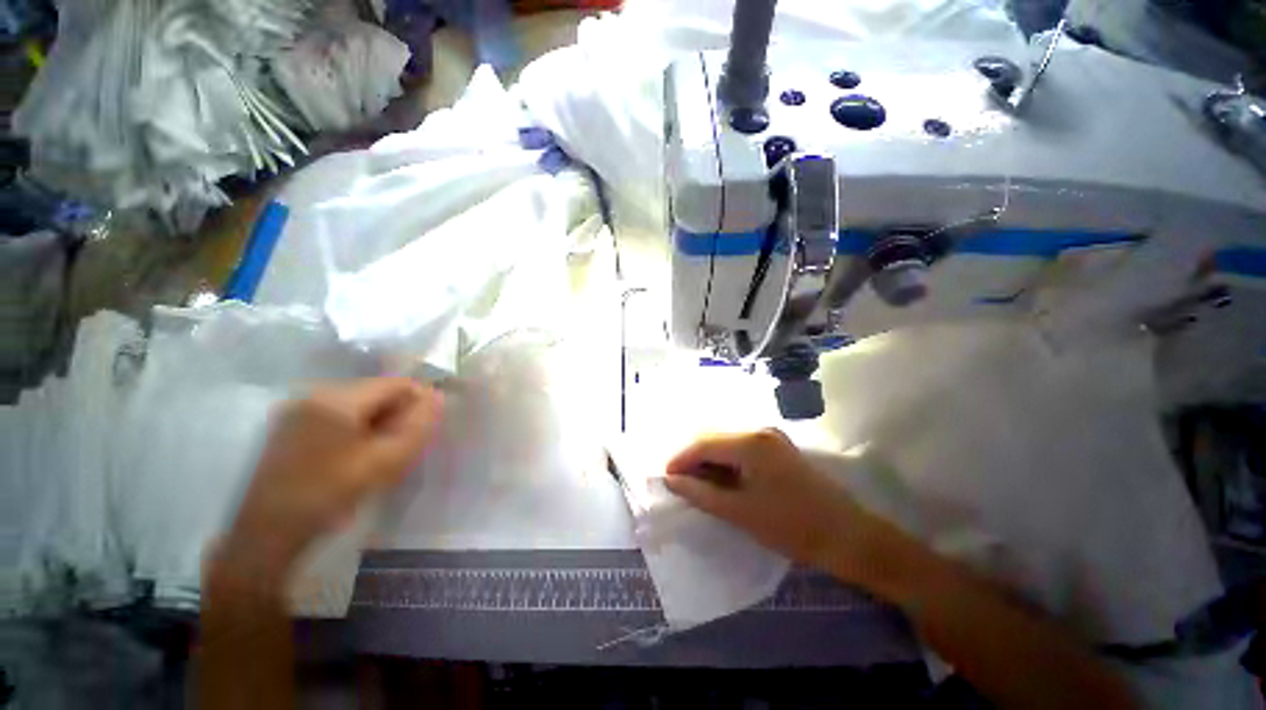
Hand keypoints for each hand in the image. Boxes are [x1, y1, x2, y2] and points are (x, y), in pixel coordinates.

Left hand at [221, 378, 443, 578]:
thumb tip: (439, 396)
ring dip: (379, 423)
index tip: (429, 426)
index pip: (395, 383)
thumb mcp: (385, 462)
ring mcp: (297, 410)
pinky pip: (338, 417)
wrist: (266, 534)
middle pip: (376, 392)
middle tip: (407, 445)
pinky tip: (358, 456)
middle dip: (398, 414)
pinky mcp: (289, 428)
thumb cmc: (329, 494)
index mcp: (337, 399)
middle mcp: (315, 394)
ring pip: (358, 406)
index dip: (420, 400)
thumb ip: (418, 426)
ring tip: (384, 453)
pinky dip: (358, 430)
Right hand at [665, 429, 869, 569]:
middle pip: (713, 437)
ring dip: (707, 459)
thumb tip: (671, 480)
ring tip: (696, 483)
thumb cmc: (792, 526)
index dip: (680, 458)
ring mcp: (770, 437)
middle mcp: (758, 431)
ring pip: (725, 442)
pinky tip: (720, 479)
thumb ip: (701, 493)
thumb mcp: (740, 512)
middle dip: (692, 457)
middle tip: (679, 482)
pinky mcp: (776, 448)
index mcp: (750, 442)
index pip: (703, 443)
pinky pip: (740, 448)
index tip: (665, 478)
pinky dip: (725, 462)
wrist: (848, 536)